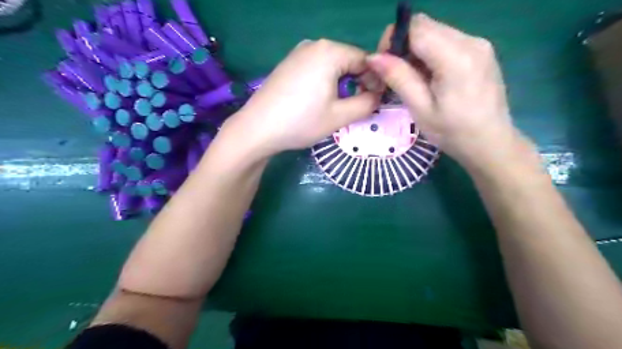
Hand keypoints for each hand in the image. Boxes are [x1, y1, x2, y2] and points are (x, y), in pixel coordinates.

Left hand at [223, 38, 378, 156]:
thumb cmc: (301, 121)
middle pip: (348, 60)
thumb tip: (377, 96)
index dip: (376, 80)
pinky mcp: (288, 65)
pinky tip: (320, 100)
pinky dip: (326, 82)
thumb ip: (367, 103)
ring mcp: (298, 53)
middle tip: (360, 105)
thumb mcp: (340, 116)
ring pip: (332, 65)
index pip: (365, 59)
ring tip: (341, 105)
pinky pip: (316, 68)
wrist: (257, 129)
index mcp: (330, 51)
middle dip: (359, 81)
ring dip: (343, 83)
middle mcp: (314, 45)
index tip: (377, 100)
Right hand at [368, 13, 519, 168]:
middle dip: (404, 45)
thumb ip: (399, 78)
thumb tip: (373, 57)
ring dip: (417, 50)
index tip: (384, 66)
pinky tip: (430, 77)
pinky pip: (447, 40)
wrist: (490, 143)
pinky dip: (431, 53)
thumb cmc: (453, 132)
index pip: (415, 28)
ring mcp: (479, 44)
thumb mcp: (420, 109)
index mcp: (455, 57)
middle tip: (397, 75)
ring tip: (414, 80)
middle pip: (425, 26)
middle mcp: (471, 41)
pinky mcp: (481, 50)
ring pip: (435, 32)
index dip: (393, 40)